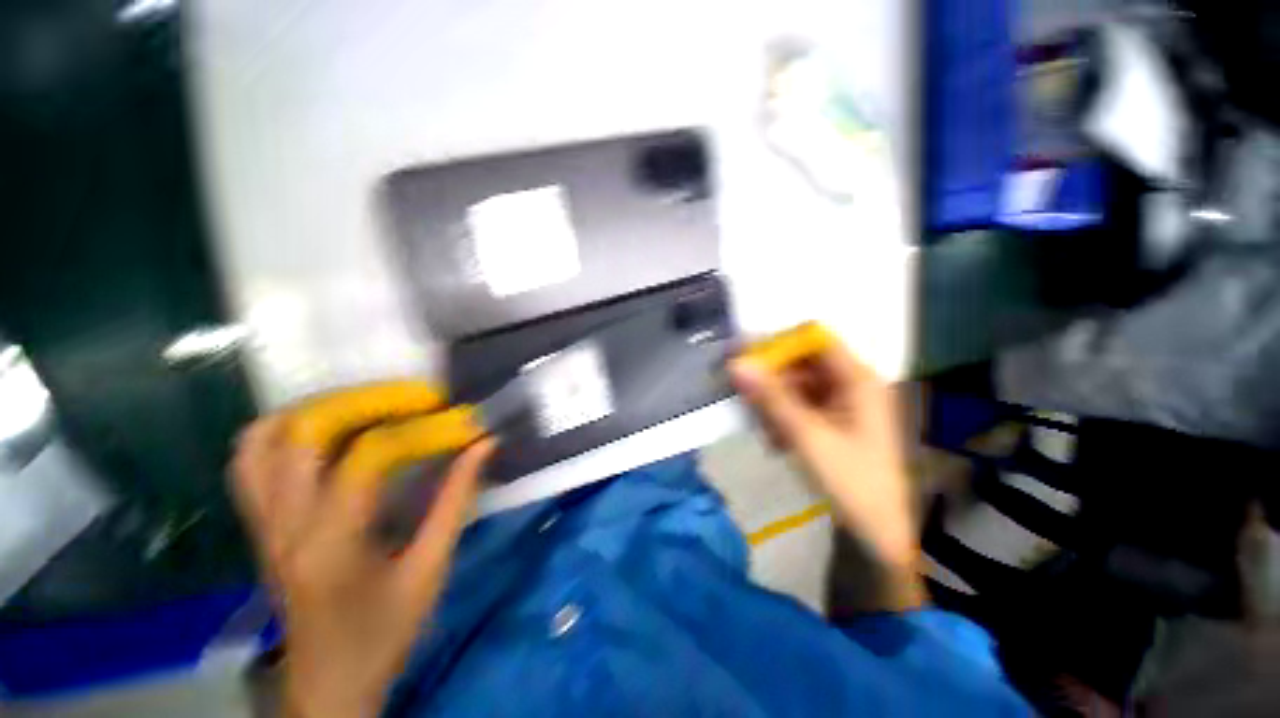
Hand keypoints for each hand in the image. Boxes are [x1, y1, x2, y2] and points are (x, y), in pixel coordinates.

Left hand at [231, 385, 495, 717]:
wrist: (328, 684)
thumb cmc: (383, 633)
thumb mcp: (430, 570)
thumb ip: (456, 502)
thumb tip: (484, 446)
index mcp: (330, 544)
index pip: (368, 457)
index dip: (421, 430)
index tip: (462, 421)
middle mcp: (283, 525)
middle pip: (303, 433)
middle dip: (366, 401)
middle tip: (416, 398)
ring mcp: (262, 524)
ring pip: (261, 441)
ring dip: (316, 409)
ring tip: (368, 403)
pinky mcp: (259, 526)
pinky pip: (250, 462)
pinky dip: (285, 431)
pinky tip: (325, 431)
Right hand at [730, 341, 923, 609]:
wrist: (876, 535)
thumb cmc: (850, 482)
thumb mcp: (806, 436)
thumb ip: (771, 397)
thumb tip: (737, 364)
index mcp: (858, 379)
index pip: (813, 339)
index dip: (778, 343)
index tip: (744, 357)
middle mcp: (852, 384)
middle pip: (802, 363)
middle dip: (771, 378)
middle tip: (743, 394)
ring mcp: (843, 403)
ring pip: (797, 386)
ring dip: (774, 402)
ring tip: (763, 428)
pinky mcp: (833, 421)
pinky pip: (801, 405)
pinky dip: (783, 417)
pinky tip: (775, 441)